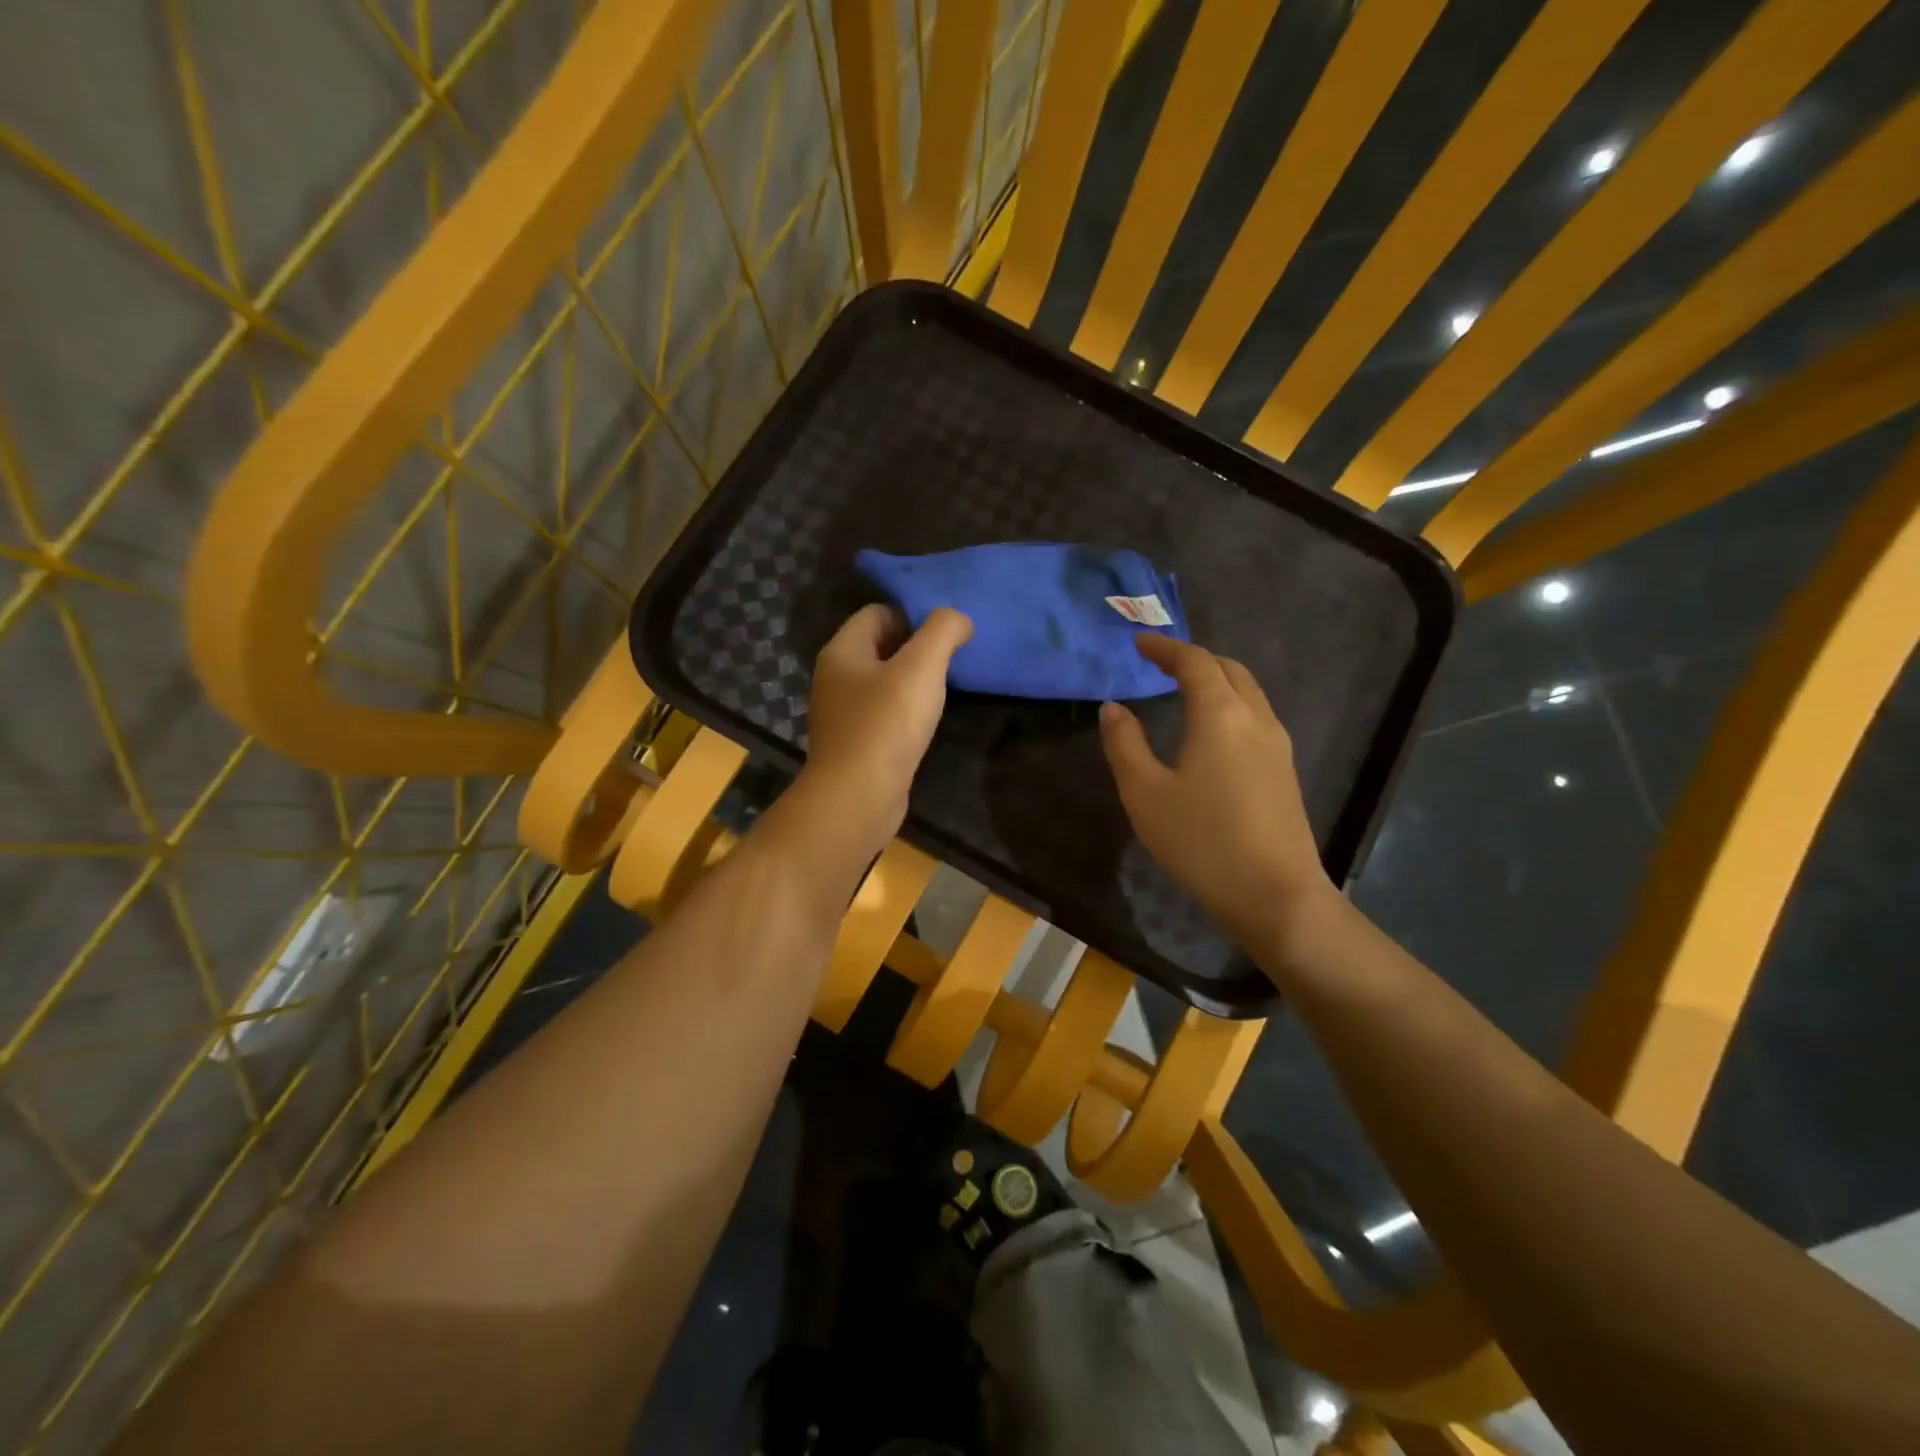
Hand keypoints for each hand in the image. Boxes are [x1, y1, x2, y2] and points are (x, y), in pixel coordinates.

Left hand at [800, 604, 972, 851]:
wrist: (857, 798)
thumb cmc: (886, 725)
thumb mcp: (921, 667)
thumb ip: (943, 631)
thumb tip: (959, 619)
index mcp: (842, 651)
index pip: (878, 612)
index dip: (913, 616)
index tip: (946, 636)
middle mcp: (835, 678)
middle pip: (880, 647)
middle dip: (916, 649)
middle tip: (951, 662)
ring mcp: (842, 714)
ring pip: (882, 683)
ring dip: (911, 684)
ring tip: (942, 693)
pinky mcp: (854, 745)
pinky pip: (883, 715)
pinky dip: (904, 714)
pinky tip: (924, 726)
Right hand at [1099, 635, 1333, 947]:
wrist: (1275, 895)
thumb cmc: (1202, 842)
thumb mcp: (1146, 794)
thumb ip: (1125, 745)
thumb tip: (1113, 709)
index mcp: (1221, 715)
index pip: (1195, 662)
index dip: (1165, 648)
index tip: (1140, 643)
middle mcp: (1256, 719)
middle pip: (1229, 669)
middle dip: (1194, 659)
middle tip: (1160, 663)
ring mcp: (1277, 745)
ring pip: (1248, 692)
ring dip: (1216, 680)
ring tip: (1183, 690)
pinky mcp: (1284, 770)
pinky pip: (1255, 716)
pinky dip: (1229, 704)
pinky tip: (1211, 730)